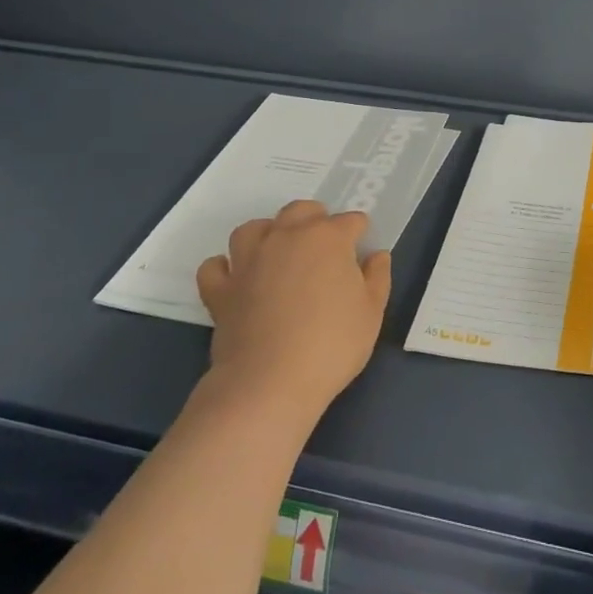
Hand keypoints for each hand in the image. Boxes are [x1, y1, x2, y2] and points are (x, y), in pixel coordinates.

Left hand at [196, 199, 391, 430]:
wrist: (270, 383)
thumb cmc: (332, 344)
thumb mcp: (372, 312)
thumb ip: (377, 277)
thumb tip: (376, 256)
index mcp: (328, 238)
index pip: (350, 221)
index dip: (359, 233)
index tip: (361, 251)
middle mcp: (286, 238)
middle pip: (300, 211)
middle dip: (315, 219)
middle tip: (325, 246)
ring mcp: (248, 261)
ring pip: (253, 228)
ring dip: (268, 233)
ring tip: (279, 252)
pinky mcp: (221, 289)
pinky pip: (215, 266)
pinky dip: (225, 267)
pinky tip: (237, 278)